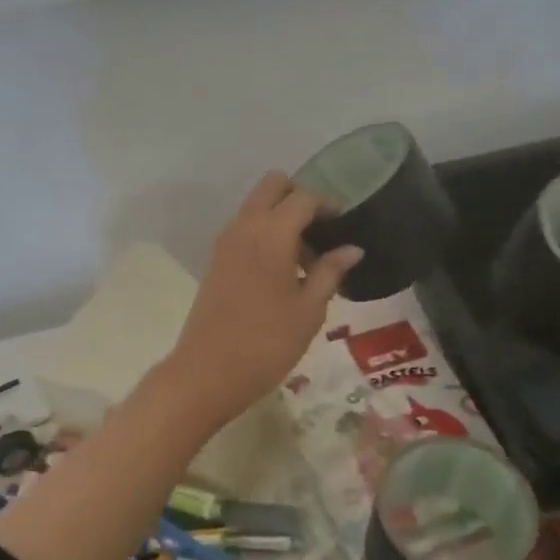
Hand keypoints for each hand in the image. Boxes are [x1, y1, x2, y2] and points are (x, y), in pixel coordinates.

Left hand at [160, 173, 362, 430]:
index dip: (328, 206)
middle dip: (299, 199)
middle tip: (321, 233)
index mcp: (271, 234)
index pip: (303, 198)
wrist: (208, 373)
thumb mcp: (309, 310)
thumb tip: (352, 248)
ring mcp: (224, 243)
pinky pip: (244, 229)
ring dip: (281, 218)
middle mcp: (244, 227)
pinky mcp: (215, 261)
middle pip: (272, 186)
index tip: (344, 227)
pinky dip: (264, 235)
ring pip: (256, 207)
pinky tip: (282, 274)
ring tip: (306, 262)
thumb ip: (331, 272)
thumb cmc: (268, 343)